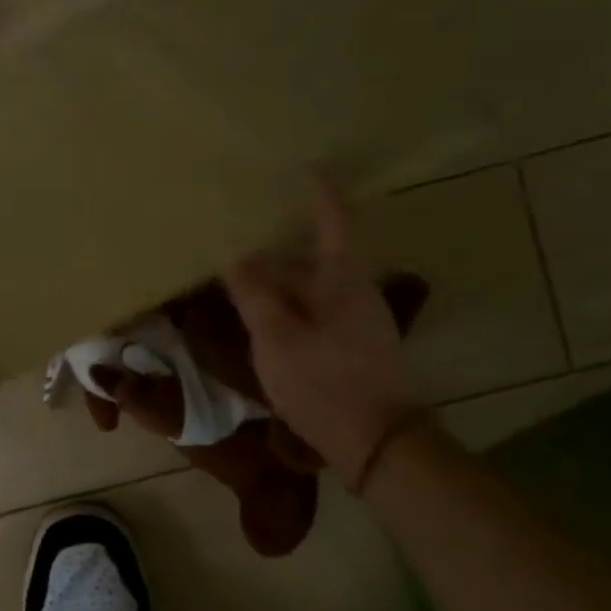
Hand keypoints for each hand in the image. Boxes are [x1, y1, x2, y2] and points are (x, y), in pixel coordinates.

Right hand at [223, 178, 427, 491]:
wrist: (377, 442)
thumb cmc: (324, 381)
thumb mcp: (276, 336)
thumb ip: (254, 293)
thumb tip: (234, 253)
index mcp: (341, 279)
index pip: (332, 221)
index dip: (319, 193)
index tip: (306, 168)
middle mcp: (355, 291)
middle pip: (316, 255)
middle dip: (282, 244)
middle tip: (245, 232)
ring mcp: (357, 320)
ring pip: (313, 286)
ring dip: (282, 277)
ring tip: (245, 274)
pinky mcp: (353, 346)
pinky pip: (314, 309)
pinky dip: (288, 303)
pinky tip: (264, 316)